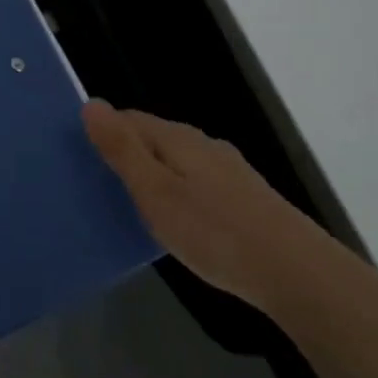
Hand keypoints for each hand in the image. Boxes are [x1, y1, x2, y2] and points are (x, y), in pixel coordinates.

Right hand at [82, 100, 348, 314]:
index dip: (102, 132)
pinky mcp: (245, 198)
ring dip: (153, 175)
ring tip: (132, 206)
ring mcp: (229, 171)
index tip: (79, 159)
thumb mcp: (156, 193)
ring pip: (177, 162)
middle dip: (126, 153)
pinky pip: (197, 183)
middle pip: (154, 138)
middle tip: (99, 186)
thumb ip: (123, 150)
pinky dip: (178, 194)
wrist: (298, 274)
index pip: (128, 118)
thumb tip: (91, 103)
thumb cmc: (215, 232)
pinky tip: (178, 222)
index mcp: (178, 138)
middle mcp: (204, 145)